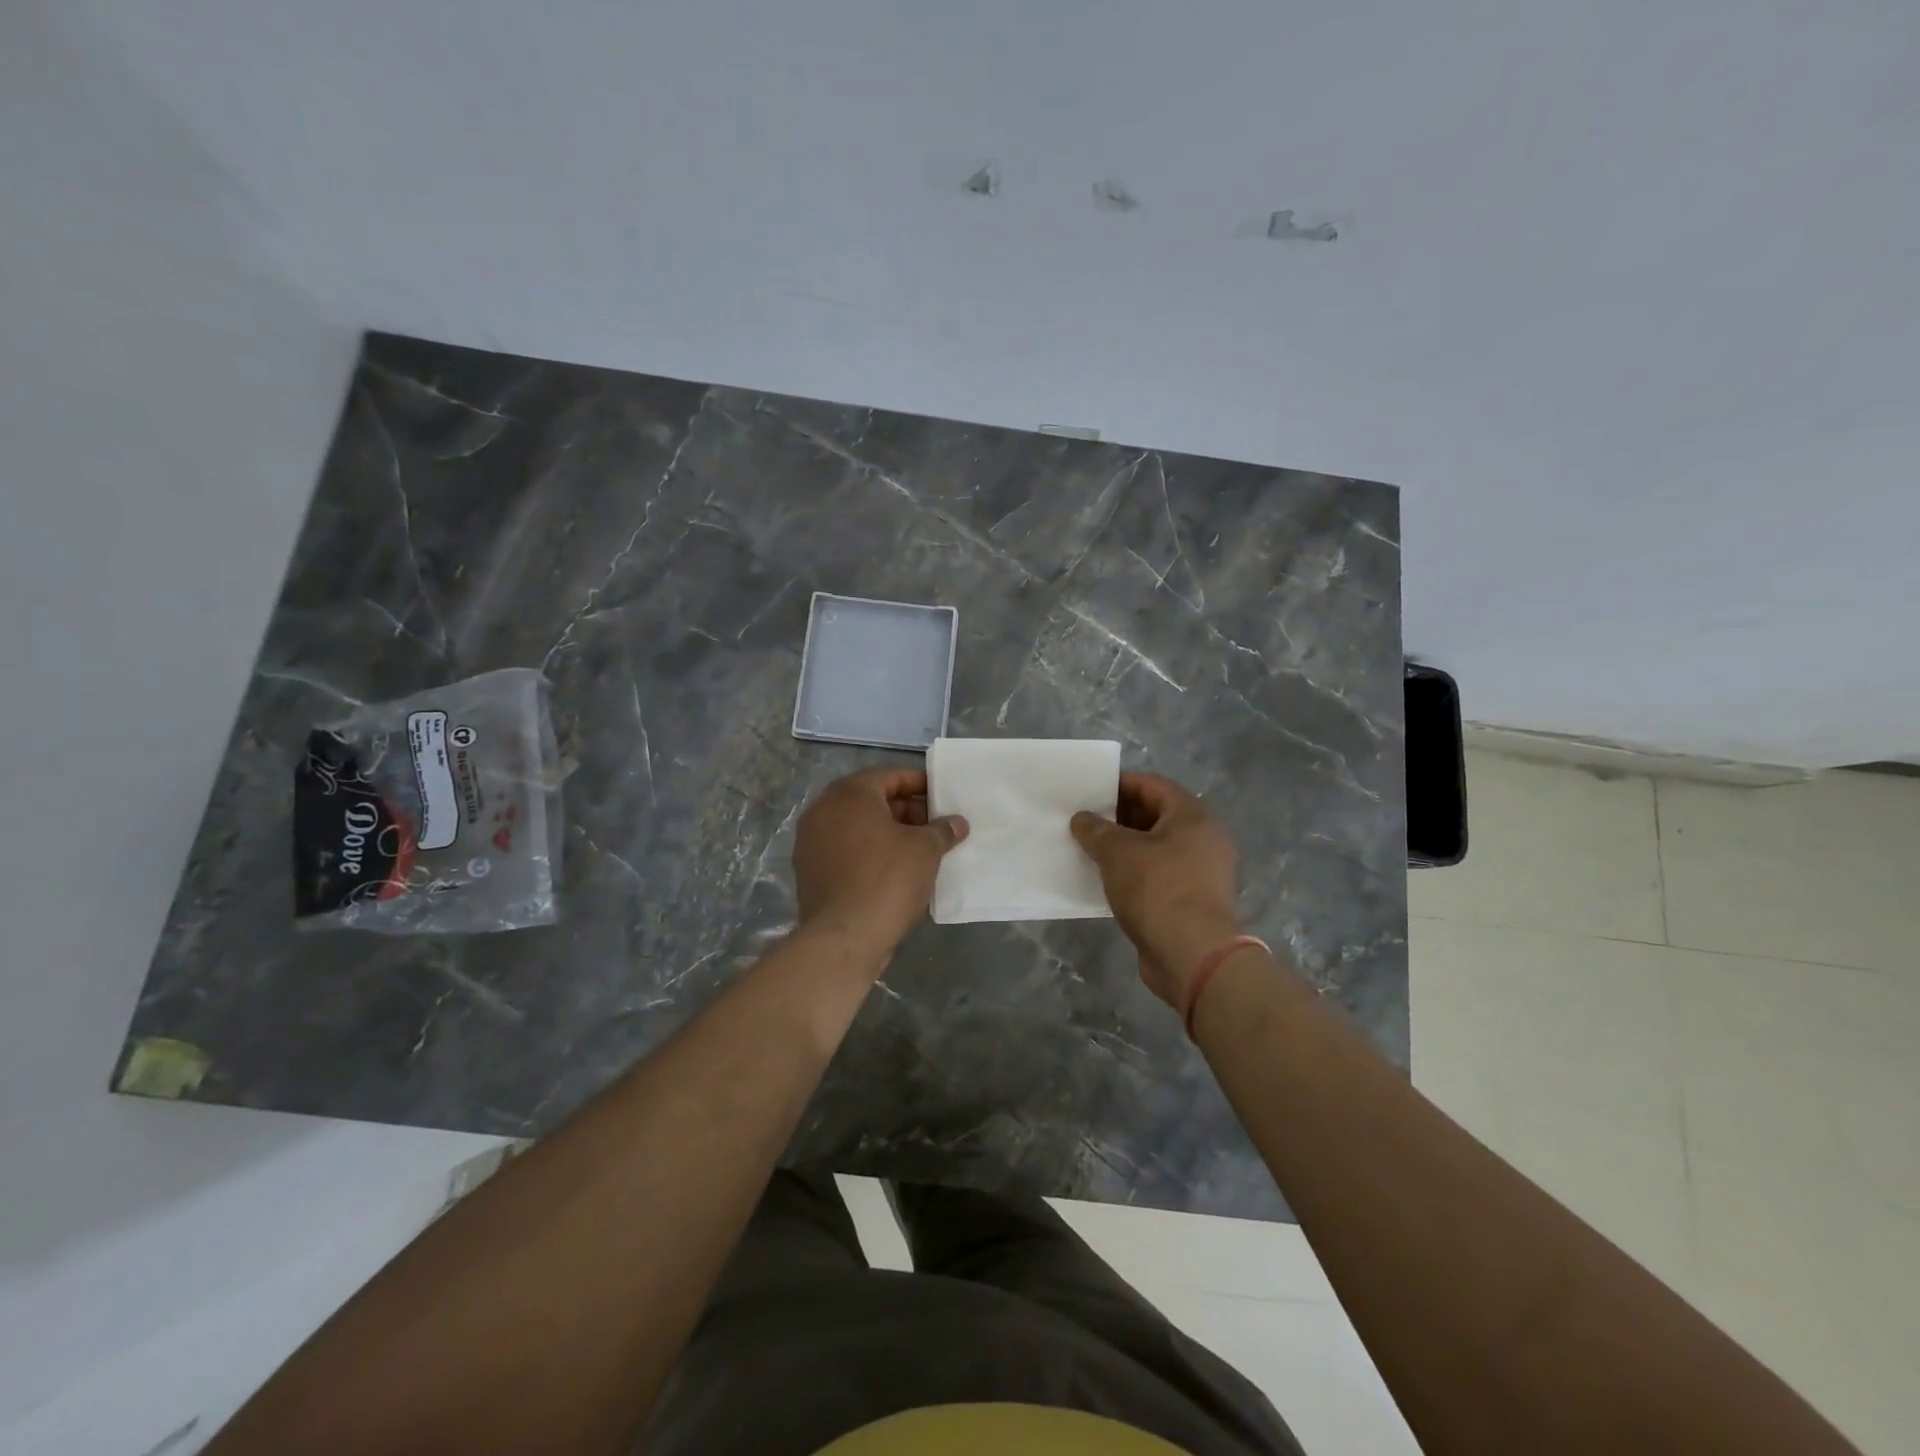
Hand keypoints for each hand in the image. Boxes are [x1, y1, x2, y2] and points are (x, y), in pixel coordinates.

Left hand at [792, 767, 967, 961]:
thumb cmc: (887, 880)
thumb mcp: (925, 850)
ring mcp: (811, 841)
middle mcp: (824, 810)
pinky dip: (869, 853)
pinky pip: (846, 850)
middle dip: (906, 811)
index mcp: (850, 794)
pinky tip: (895, 871)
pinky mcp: (809, 871)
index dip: (920, 785)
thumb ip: (942, 830)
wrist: (843, 938)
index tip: (943, 799)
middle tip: (935, 828)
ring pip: (858, 827)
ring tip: (920, 850)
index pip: (890, 776)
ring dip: (888, 833)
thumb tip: (957, 823)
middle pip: (872, 800)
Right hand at [1070, 772, 1244, 1009]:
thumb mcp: (1118, 853)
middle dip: (1118, 817)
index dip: (1118, 784)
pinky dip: (1133, 872)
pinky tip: (1105, 880)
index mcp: (1192, 816)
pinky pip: (1158, 874)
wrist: (1195, 958)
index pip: (1152, 785)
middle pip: (1155, 815)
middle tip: (1083, 822)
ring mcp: (1200, 871)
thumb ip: (1096, 830)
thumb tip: (1082, 819)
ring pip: (1155, 847)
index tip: (1088, 792)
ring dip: (1123, 847)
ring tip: (1088, 850)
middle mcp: (1203, 838)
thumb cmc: (1158, 891)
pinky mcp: (1192, 899)